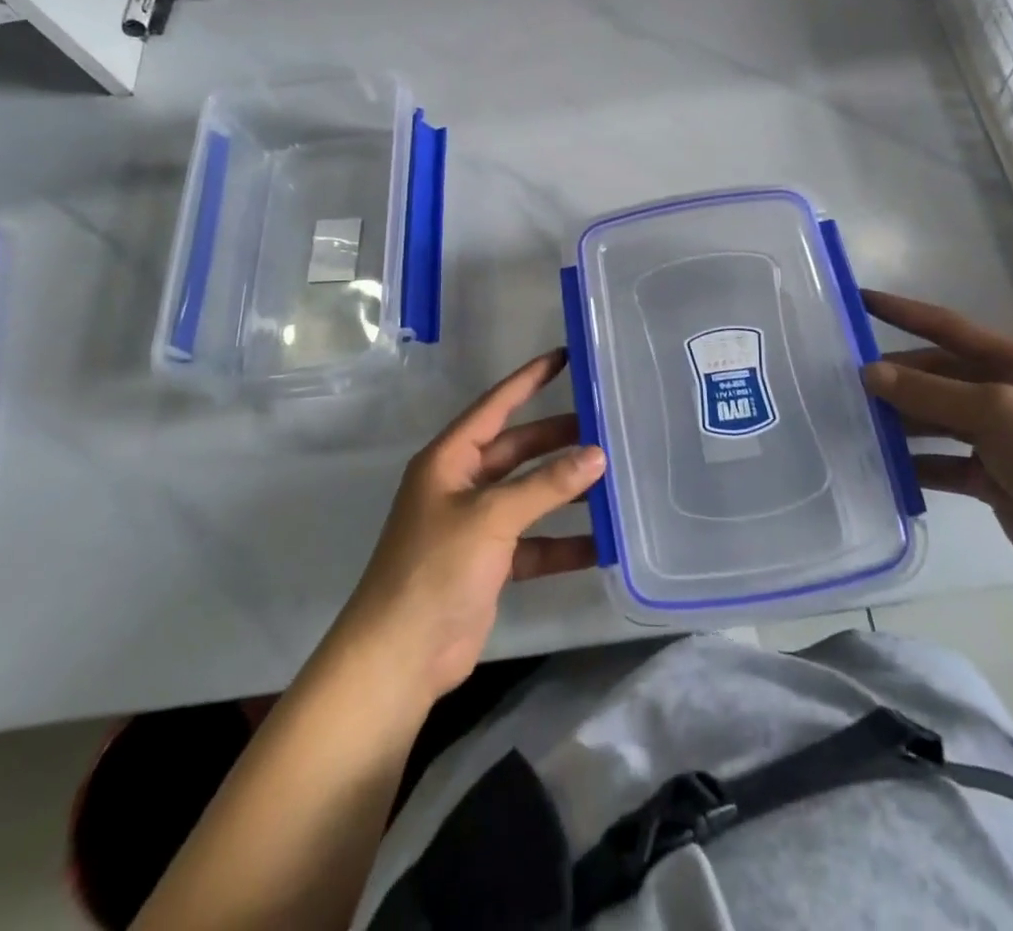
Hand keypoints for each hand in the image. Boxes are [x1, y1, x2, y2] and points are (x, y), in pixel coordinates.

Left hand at [338, 350, 605, 701]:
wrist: (399, 656)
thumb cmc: (436, 568)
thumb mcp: (492, 517)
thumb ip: (546, 485)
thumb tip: (597, 455)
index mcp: (450, 459)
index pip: (495, 406)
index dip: (528, 380)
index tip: (564, 357)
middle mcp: (462, 485)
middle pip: (518, 451)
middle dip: (558, 440)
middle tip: (605, 427)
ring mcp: (475, 525)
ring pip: (529, 496)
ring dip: (565, 491)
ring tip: (613, 480)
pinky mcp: (489, 564)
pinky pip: (533, 542)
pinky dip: (562, 542)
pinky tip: (601, 543)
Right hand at [860, 291, 1012, 589]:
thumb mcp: (996, 411)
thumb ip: (930, 392)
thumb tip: (868, 372)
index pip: (947, 328)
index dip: (903, 313)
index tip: (859, 300)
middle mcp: (1003, 395)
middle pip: (936, 377)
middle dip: (895, 378)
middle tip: (842, 381)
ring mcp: (998, 439)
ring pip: (934, 420)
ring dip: (900, 421)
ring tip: (852, 421)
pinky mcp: (991, 479)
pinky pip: (941, 464)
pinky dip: (914, 465)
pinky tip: (881, 466)